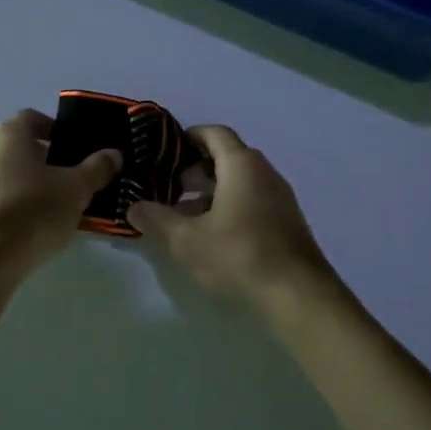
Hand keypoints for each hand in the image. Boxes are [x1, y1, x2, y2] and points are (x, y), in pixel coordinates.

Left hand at [0, 109, 120, 281]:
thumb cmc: (33, 213)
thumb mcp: (76, 190)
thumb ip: (97, 168)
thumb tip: (113, 154)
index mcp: (8, 133)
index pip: (33, 118)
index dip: (56, 130)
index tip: (74, 151)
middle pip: (17, 144)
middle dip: (43, 157)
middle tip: (68, 178)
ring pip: (4, 170)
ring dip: (26, 180)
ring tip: (51, 205)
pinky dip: (10, 201)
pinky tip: (28, 224)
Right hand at [128, 125, 335, 311]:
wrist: (298, 296)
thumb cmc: (238, 255)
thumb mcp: (186, 240)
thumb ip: (156, 219)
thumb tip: (132, 207)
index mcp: (242, 165)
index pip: (215, 133)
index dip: (189, 137)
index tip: (166, 150)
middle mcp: (265, 173)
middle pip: (228, 157)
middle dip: (196, 168)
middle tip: (168, 185)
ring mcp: (280, 198)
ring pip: (240, 182)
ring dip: (211, 191)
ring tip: (183, 214)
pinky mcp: (286, 223)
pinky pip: (252, 201)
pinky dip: (229, 207)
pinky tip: (211, 235)